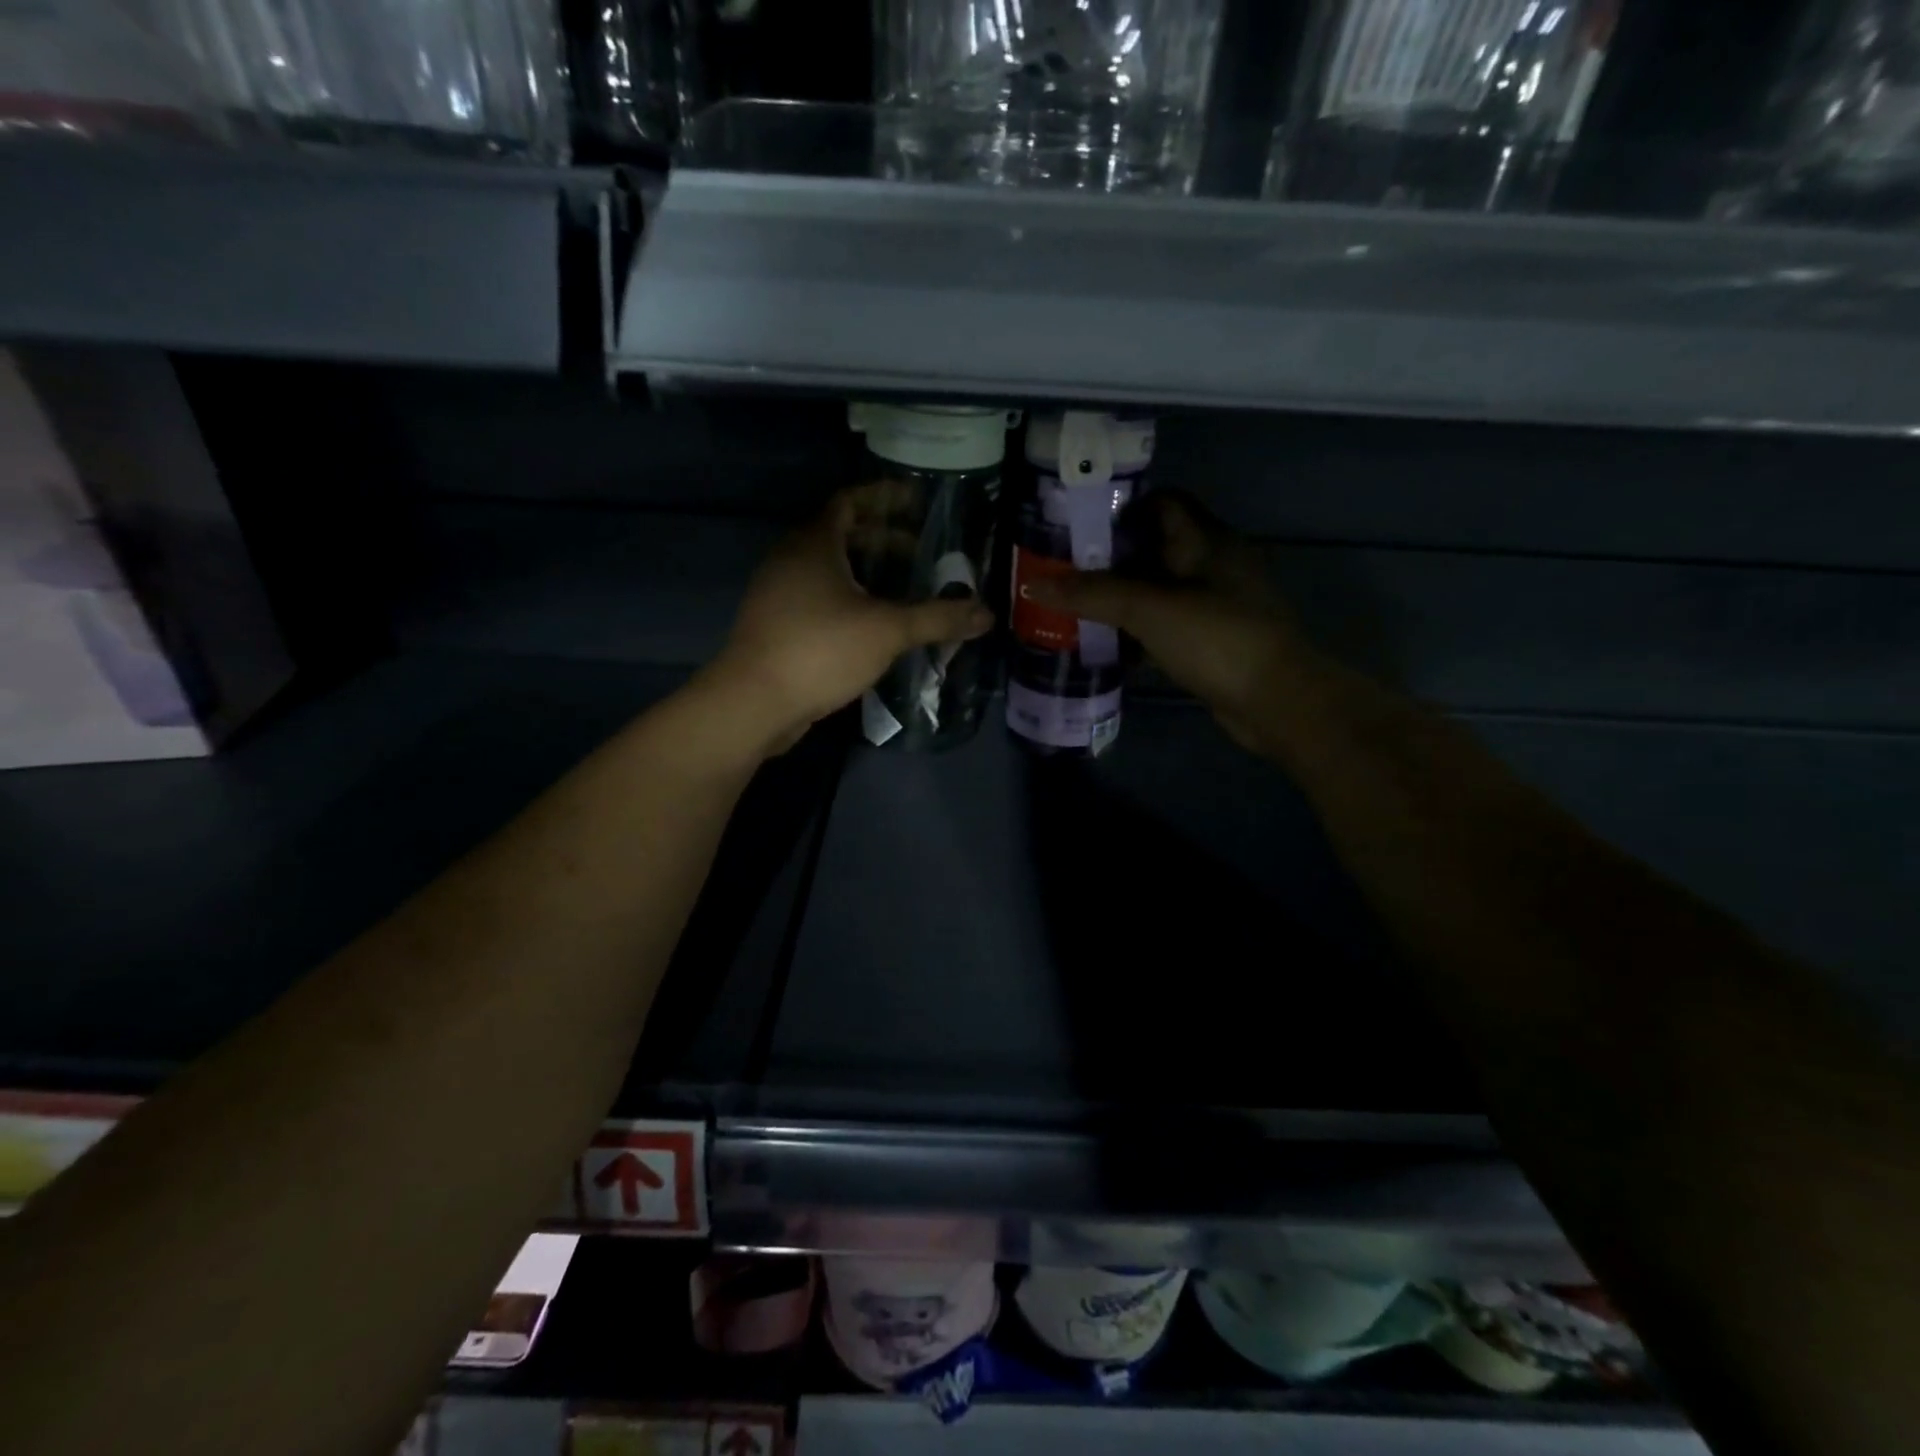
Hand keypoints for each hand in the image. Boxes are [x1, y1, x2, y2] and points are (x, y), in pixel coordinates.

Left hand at [713, 486, 993, 752]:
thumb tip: (986, 614)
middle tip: (921, 555)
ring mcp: (778, 593)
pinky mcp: (776, 625)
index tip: (917, 502)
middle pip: (841, 535)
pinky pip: (819, 598)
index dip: (885, 498)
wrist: (754, 702)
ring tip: (903, 590)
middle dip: (883, 541)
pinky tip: (874, 625)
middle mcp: (791, 559)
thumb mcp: (887, 631)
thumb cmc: (820, 650)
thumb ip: (937, 619)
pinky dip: (849, 600)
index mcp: (814, 543)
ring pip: (829, 570)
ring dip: (866, 574)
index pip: (850, 502)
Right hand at [1024, 494, 1310, 755]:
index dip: (1120, 508)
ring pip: (1160, 589)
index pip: (1162, 502)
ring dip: (1123, 597)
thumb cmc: (1217, 638)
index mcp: (1207, 540)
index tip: (1077, 526)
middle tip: (1065, 570)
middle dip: (1112, 557)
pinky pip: (1168, 624)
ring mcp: (1217, 604)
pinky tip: (1109, 644)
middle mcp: (1215, 564)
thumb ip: (1092, 594)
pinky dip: (1140, 630)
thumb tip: (1032, 583)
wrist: (1276, 701)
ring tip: (1076, 606)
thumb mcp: (1149, 609)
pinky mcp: (1214, 639)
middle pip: (1156, 547)